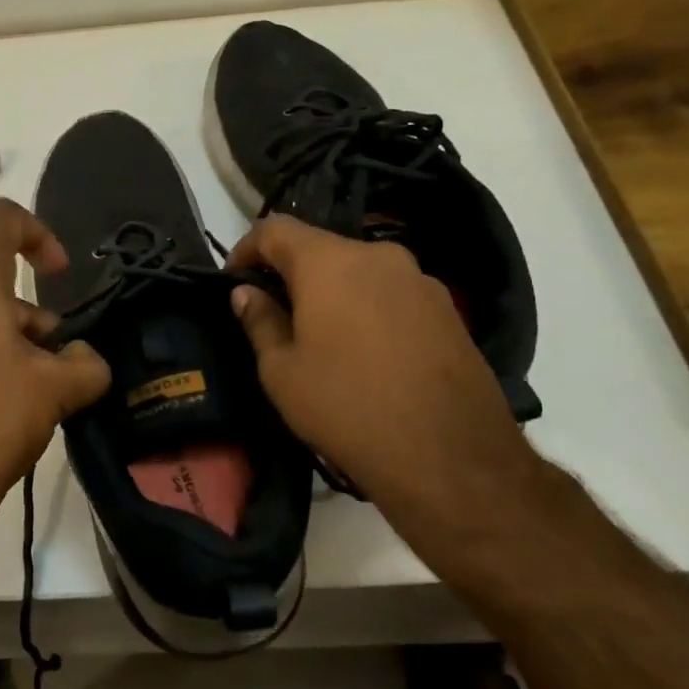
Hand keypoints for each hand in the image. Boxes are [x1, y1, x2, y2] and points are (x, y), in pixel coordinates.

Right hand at [226, 215, 542, 535]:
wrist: (454, 460)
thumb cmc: (348, 408)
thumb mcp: (282, 372)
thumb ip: (260, 320)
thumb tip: (246, 292)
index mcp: (329, 261)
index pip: (274, 228)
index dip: (246, 248)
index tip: (234, 280)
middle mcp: (377, 256)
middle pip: (320, 247)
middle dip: (290, 272)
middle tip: (274, 312)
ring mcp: (420, 280)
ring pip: (359, 270)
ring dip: (332, 290)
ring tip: (321, 335)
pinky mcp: (448, 309)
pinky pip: (391, 293)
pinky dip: (367, 307)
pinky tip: (366, 351)